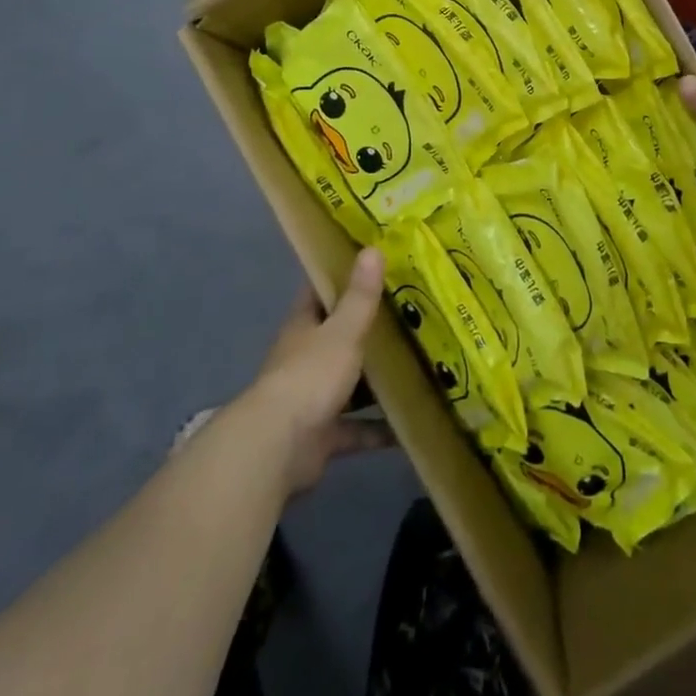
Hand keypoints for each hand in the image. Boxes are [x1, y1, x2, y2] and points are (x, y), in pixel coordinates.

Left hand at [235, 249, 392, 494]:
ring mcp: (312, 397)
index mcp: (305, 326)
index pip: (321, 292)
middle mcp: (306, 358)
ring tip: (417, 367)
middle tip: (411, 315)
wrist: (278, 447)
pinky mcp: (322, 435)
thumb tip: (372, 249)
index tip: (375, 265)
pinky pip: (356, 428)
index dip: (343, 276)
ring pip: (349, 383)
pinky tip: (408, 427)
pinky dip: (378, 430)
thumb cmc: (310, 375)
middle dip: (368, 329)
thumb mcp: (342, 330)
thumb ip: (360, 296)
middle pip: (338, 337)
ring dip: (375, 380)